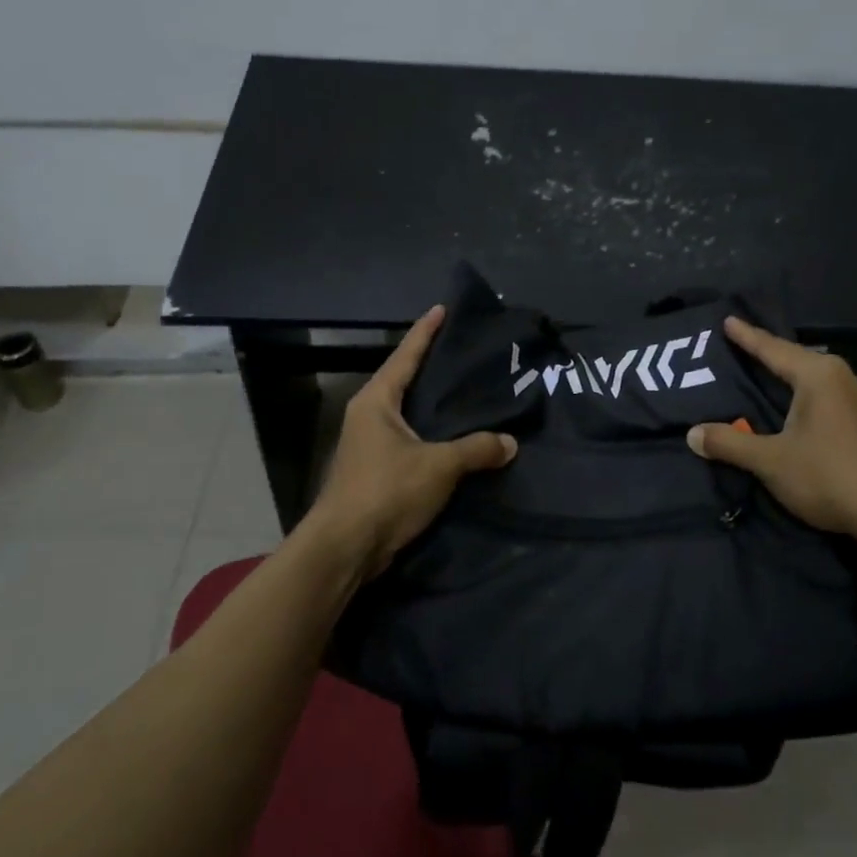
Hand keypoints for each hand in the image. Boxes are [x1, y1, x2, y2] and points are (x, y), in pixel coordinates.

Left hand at [301, 304, 516, 579]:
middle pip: (404, 381)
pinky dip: (433, 435)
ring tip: (467, 393)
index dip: (425, 332)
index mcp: (376, 401)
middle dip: (432, 366)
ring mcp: (370, 445)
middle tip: (465, 352)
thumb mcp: (438, 465)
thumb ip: (476, 449)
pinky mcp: (377, 472)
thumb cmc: (386, 491)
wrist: (346, 547)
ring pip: (408, 414)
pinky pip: (411, 441)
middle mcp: (369, 416)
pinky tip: (456, 439)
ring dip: (433, 405)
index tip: (442, 309)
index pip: (405, 356)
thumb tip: (510, 443)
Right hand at [687, 317, 856, 556]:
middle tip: (741, 348)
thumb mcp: (770, 461)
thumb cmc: (830, 476)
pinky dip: (804, 400)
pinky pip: (827, 400)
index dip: (747, 337)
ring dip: (788, 380)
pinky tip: (796, 413)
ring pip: (814, 382)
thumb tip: (692, 434)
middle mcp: (843, 379)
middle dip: (769, 355)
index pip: (773, 349)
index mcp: (818, 376)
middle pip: (796, 361)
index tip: (728, 320)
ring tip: (765, 377)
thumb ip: (729, 443)